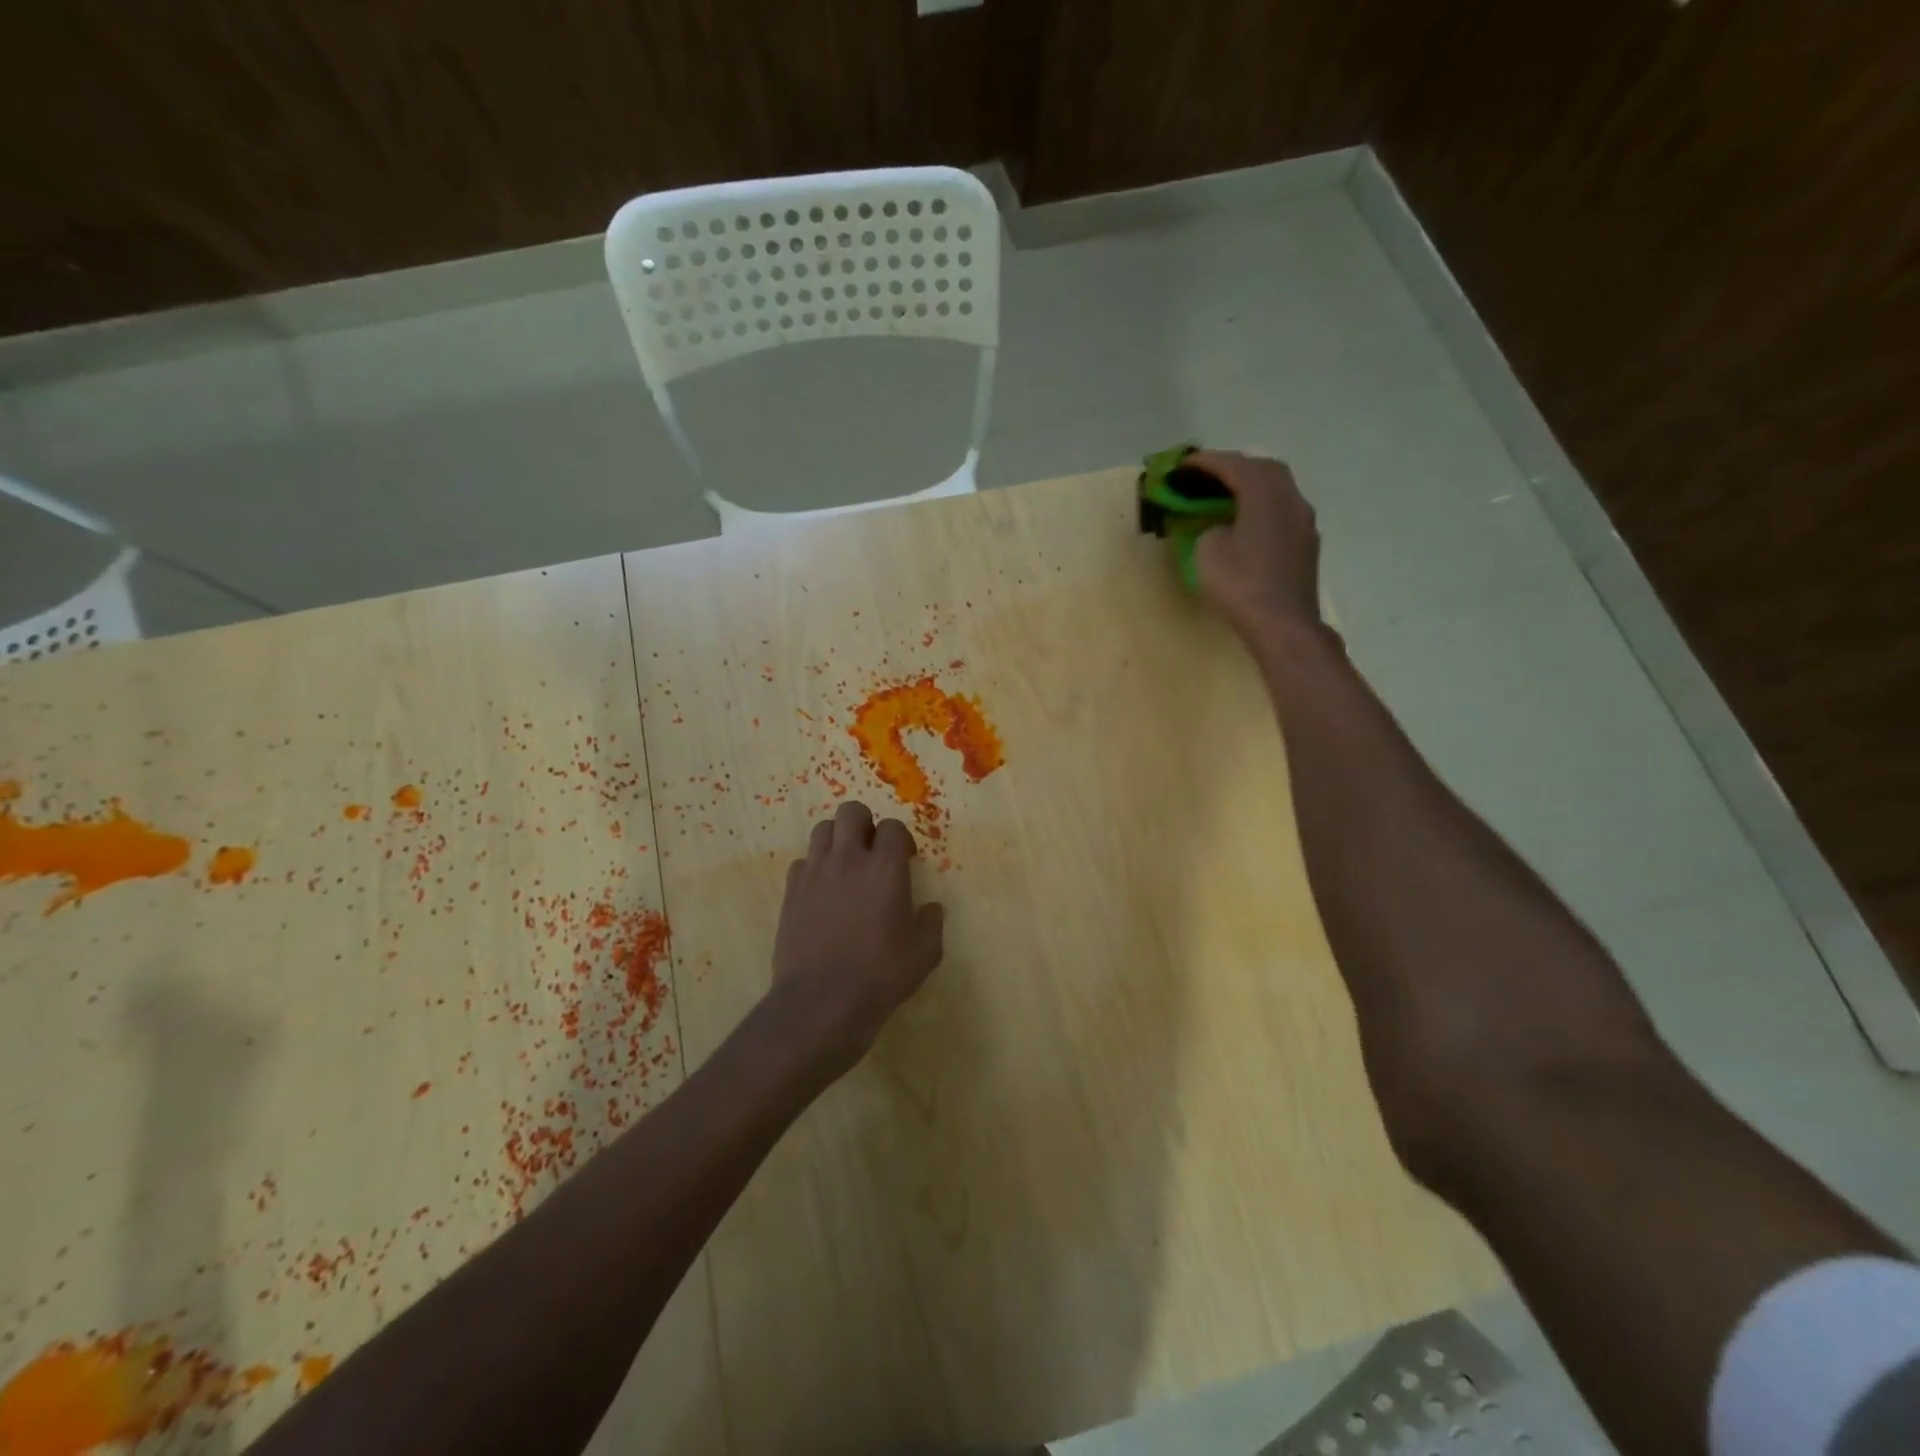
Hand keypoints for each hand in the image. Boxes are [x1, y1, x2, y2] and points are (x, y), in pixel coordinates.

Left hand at [770, 800, 945, 1070]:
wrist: (821, 1001)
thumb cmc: (881, 975)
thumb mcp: (924, 954)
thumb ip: (931, 924)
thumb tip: (932, 909)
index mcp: (885, 868)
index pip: (892, 827)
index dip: (900, 839)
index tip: (905, 859)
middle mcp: (848, 859)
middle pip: (851, 812)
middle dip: (864, 824)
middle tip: (872, 853)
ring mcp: (815, 873)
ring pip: (822, 829)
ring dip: (837, 840)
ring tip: (845, 866)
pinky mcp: (791, 892)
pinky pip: (802, 862)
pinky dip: (814, 868)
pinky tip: (822, 893)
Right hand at [1189, 450, 1323, 642]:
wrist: (1283, 624)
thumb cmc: (1241, 585)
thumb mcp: (1207, 552)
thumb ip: (1210, 528)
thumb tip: (1220, 527)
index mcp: (1264, 494)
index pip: (1234, 465)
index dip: (1205, 462)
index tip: (1182, 465)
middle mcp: (1290, 498)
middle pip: (1263, 469)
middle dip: (1233, 468)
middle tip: (1206, 477)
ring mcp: (1303, 521)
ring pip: (1277, 489)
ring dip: (1251, 486)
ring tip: (1225, 497)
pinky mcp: (1306, 543)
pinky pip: (1282, 511)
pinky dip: (1261, 507)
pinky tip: (1246, 522)